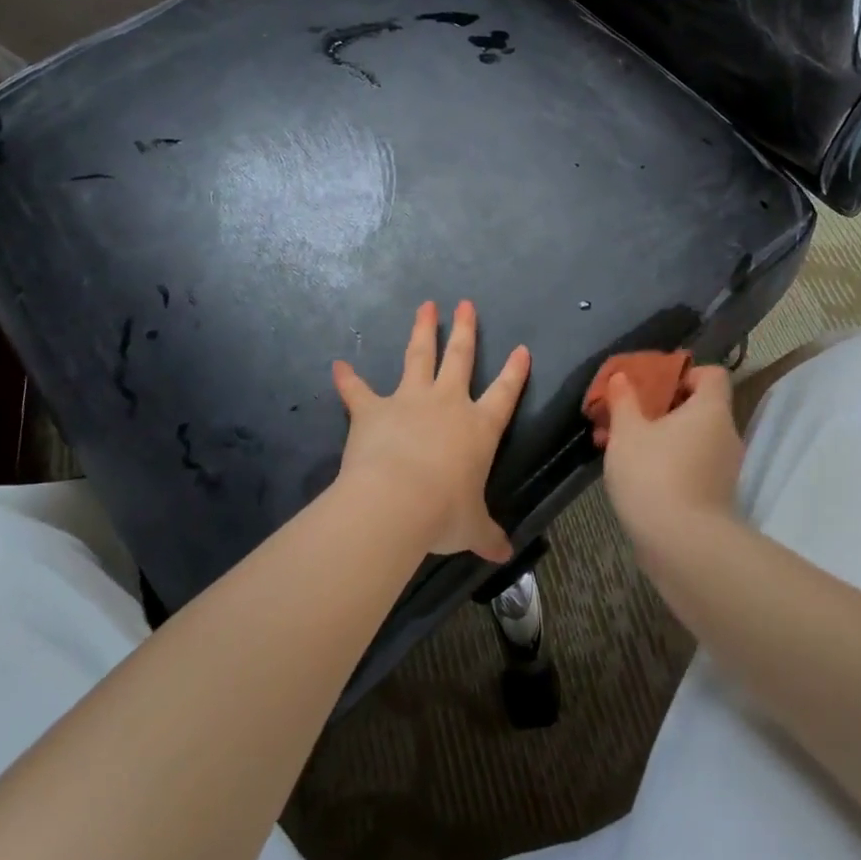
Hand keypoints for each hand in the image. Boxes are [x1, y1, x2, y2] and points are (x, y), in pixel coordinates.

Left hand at [331, 301, 528, 561]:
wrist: (396, 502)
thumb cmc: (443, 513)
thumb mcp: (471, 528)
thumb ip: (487, 535)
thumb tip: (504, 556)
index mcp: (478, 428)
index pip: (504, 393)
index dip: (515, 371)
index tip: (522, 349)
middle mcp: (447, 404)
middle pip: (459, 358)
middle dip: (465, 330)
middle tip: (466, 303)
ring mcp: (409, 401)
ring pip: (418, 355)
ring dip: (422, 330)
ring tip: (425, 306)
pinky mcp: (373, 410)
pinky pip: (358, 391)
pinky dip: (348, 380)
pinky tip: (338, 366)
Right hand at [597, 365, 744, 547]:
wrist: (683, 547)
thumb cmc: (654, 474)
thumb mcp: (627, 432)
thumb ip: (623, 401)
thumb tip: (621, 377)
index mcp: (711, 410)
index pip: (712, 375)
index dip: (685, 373)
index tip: (654, 385)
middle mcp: (726, 435)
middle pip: (699, 408)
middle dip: (663, 409)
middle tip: (629, 417)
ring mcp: (725, 470)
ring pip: (692, 440)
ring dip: (662, 439)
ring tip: (624, 448)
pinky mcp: (716, 498)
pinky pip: (693, 466)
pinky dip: (669, 465)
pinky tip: (638, 477)